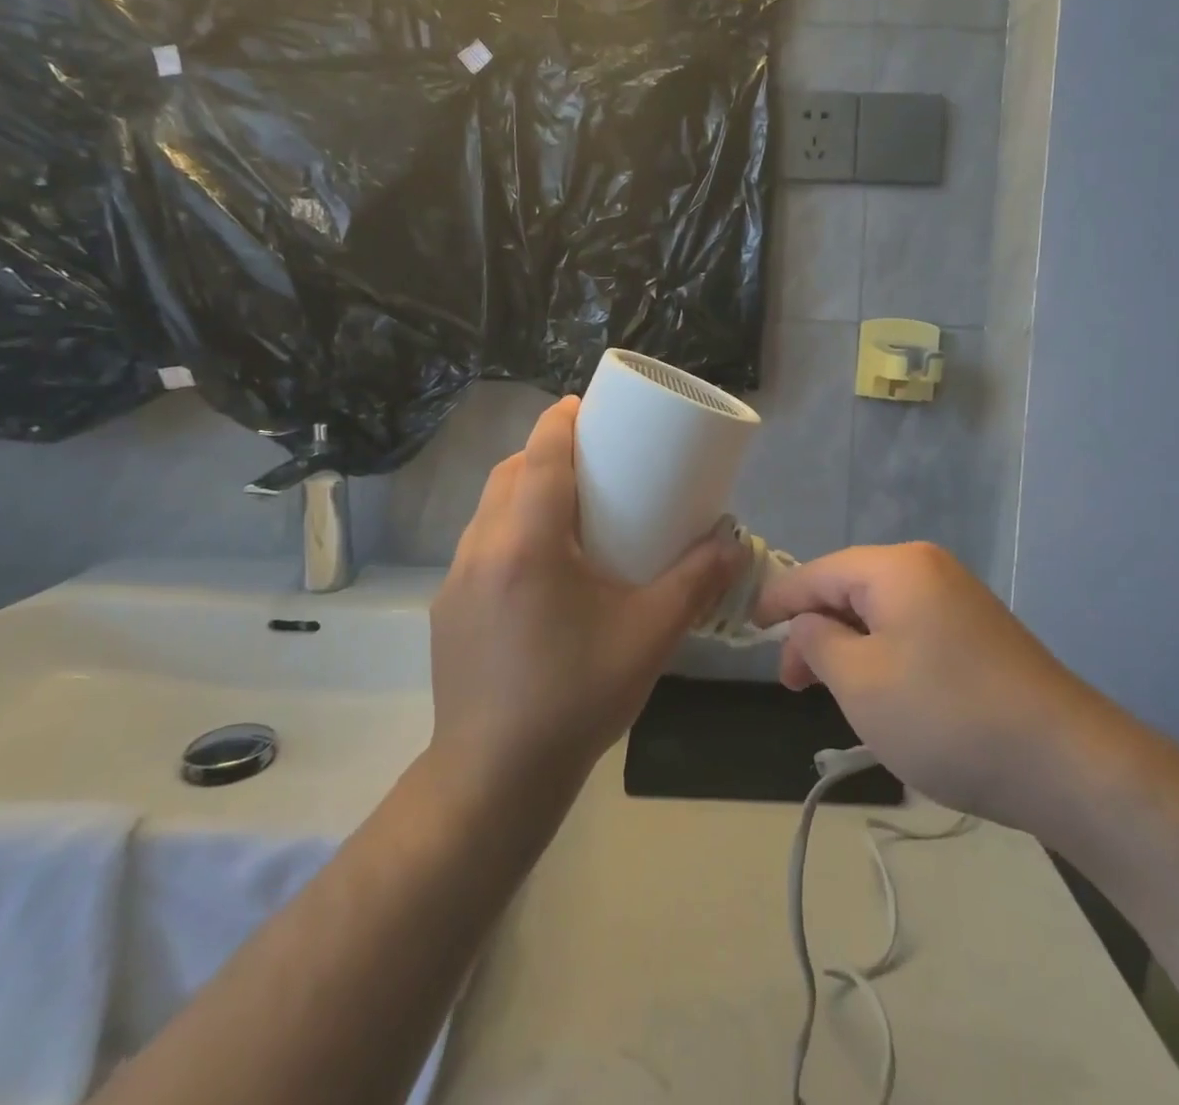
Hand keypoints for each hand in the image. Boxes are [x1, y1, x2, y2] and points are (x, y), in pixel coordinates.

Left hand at [429, 396, 743, 798]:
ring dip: (522, 490)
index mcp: (528, 544)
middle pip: (509, 474)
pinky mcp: (447, 609)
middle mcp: (483, 549)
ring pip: (488, 508)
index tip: (581, 404)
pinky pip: (478, 544)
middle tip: (587, 459)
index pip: (541, 457)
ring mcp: (456, 580)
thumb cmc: (576, 697)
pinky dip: (507, 528)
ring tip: (565, 507)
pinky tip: (539, 566)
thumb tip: (731, 542)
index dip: (559, 421)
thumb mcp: (648, 636)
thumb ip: (694, 583)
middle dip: (543, 451)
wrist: (495, 776)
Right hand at [756, 543, 1110, 830]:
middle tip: (794, 683)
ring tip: (836, 694)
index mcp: (896, 567)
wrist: (1066, 762)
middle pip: (850, 589)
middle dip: (816, 631)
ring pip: (881, 613)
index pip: (818, 572)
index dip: (779, 599)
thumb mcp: (860, 682)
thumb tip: (808, 624)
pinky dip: (884, 654)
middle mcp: (928, 568)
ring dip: (850, 647)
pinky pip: (912, 629)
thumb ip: (817, 643)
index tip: (750, 626)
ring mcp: (959, 598)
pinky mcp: (980, 631)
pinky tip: (885, 693)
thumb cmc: (945, 715)